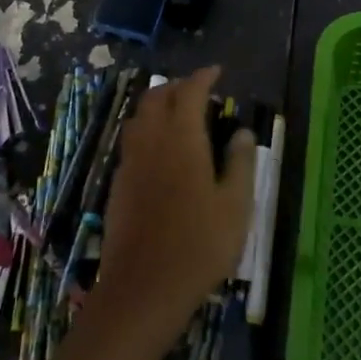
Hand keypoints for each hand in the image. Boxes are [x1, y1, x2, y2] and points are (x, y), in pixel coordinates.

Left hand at [91, 66, 255, 349]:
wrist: (143, 288)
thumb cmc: (199, 245)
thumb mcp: (235, 206)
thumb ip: (240, 163)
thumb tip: (241, 132)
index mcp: (181, 138)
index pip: (189, 92)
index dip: (203, 77)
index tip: (217, 72)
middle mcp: (150, 140)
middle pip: (157, 97)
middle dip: (177, 86)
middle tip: (199, 92)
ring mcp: (130, 162)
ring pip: (140, 117)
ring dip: (158, 105)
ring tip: (180, 115)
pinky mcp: (119, 184)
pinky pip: (132, 141)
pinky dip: (148, 130)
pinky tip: (162, 151)